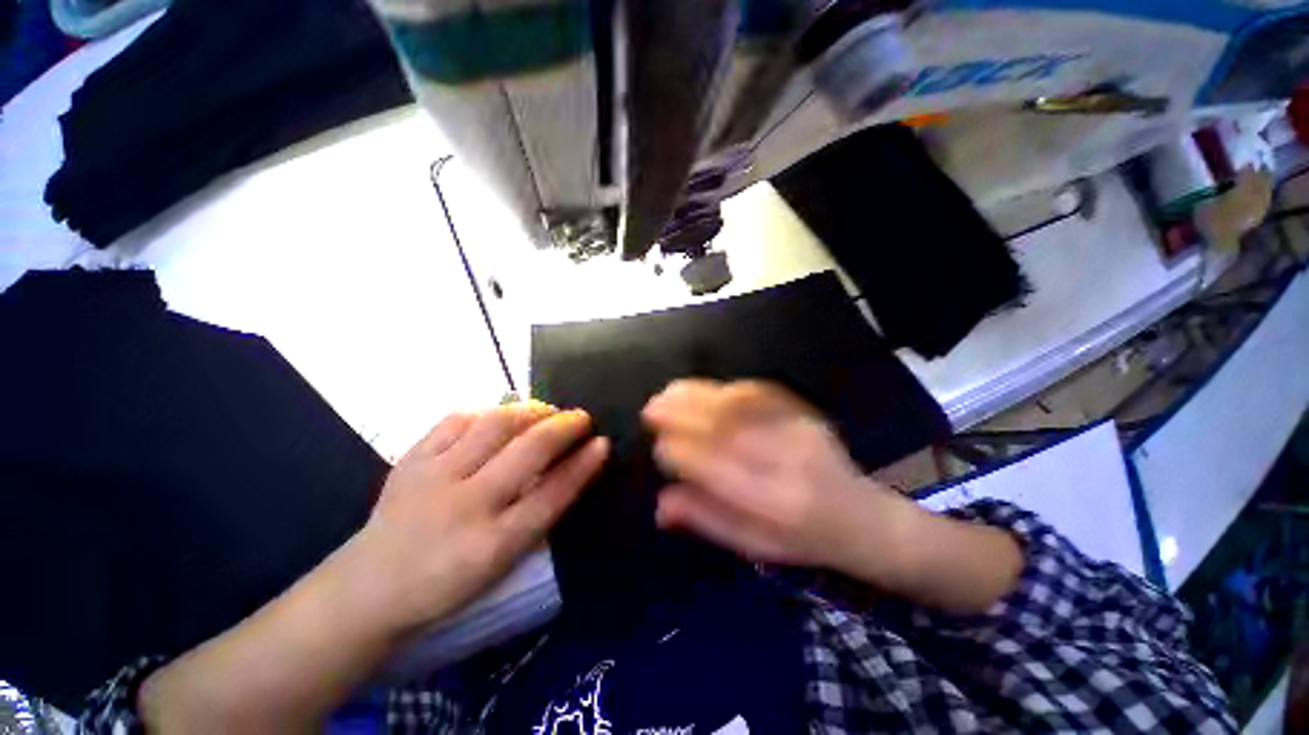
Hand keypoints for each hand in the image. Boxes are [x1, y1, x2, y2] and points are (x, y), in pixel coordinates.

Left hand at [347, 403, 608, 632]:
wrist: (368, 589)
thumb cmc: (446, 585)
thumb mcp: (501, 564)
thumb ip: (537, 516)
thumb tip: (570, 468)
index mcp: (492, 545)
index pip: (551, 495)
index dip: (582, 465)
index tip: (603, 442)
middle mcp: (465, 506)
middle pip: (528, 451)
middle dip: (564, 427)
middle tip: (581, 417)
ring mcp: (433, 477)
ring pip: (495, 425)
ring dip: (531, 411)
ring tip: (547, 411)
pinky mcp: (410, 459)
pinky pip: (456, 419)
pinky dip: (487, 411)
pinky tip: (500, 415)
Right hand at [642, 379, 914, 572]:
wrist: (863, 517)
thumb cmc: (802, 539)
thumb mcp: (752, 545)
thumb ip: (706, 519)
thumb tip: (659, 504)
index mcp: (771, 502)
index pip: (712, 466)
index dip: (677, 451)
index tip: (657, 447)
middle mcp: (784, 460)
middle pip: (723, 426)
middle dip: (680, 412)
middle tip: (652, 407)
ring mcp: (797, 430)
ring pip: (738, 403)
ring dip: (697, 394)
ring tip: (669, 392)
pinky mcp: (804, 412)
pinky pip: (759, 391)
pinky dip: (724, 387)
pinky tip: (706, 389)